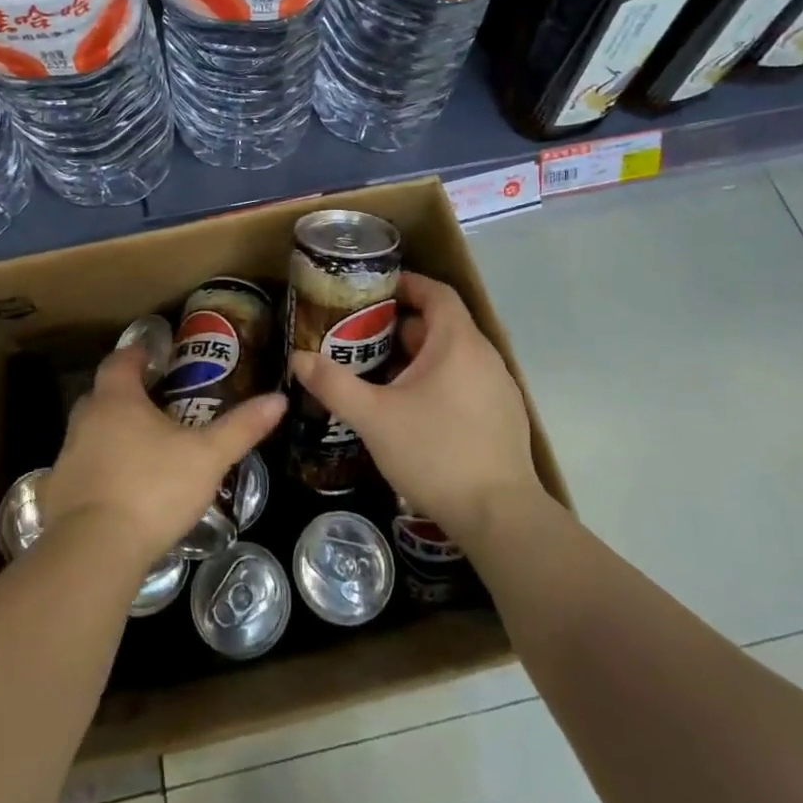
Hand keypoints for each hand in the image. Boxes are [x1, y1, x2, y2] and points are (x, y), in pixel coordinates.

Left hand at [42, 345, 284, 573]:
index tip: (153, 357)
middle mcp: (85, 420)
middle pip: (102, 395)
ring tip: (140, 449)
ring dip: (109, 434)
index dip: (136, 354)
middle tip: (154, 404)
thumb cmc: (153, 489)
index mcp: (117, 400)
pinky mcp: (56, 495)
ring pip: (89, 433)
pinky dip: (96, 473)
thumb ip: (241, 427)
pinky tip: (116, 492)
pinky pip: (78, 472)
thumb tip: (279, 398)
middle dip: (124, 395)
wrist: (94, 551)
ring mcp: (66, 458)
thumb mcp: (207, 457)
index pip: (120, 361)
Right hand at [289, 272, 544, 548]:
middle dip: (401, 325)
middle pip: (442, 324)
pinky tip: (413, 410)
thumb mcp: (373, 417)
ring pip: (454, 356)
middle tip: (363, 335)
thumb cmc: (435, 453)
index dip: (407, 283)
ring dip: (419, 356)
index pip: (437, 292)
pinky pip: (466, 382)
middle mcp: (484, 357)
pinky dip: (439, 381)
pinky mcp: (503, 418)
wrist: (500, 518)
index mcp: (457, 343)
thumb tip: (298, 358)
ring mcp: (499, 388)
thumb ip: (334, 384)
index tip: (374, 289)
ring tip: (380, 372)